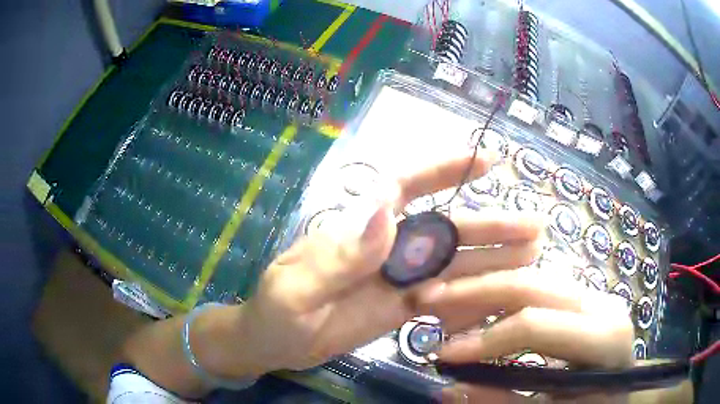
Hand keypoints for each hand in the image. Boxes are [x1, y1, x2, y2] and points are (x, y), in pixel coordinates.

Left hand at [201, 150, 544, 378]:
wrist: (273, 345)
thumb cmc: (275, 313)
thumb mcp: (297, 289)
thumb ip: (339, 256)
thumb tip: (387, 209)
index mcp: (360, 231)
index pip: (408, 187)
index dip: (446, 169)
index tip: (486, 159)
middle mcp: (387, 249)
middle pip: (447, 231)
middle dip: (491, 226)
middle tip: (534, 227)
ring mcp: (397, 280)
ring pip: (453, 265)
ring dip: (492, 260)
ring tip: (531, 258)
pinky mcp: (400, 308)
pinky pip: (443, 298)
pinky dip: (470, 297)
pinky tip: (497, 298)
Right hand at [421, 262, 634, 402]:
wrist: (621, 395)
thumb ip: (500, 401)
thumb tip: (446, 388)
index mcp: (604, 339)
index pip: (535, 326)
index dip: (483, 340)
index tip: (442, 355)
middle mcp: (603, 305)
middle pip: (534, 286)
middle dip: (478, 294)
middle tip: (432, 303)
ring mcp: (596, 296)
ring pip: (535, 277)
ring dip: (489, 287)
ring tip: (450, 299)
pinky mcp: (585, 299)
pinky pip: (541, 288)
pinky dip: (506, 295)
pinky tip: (482, 304)